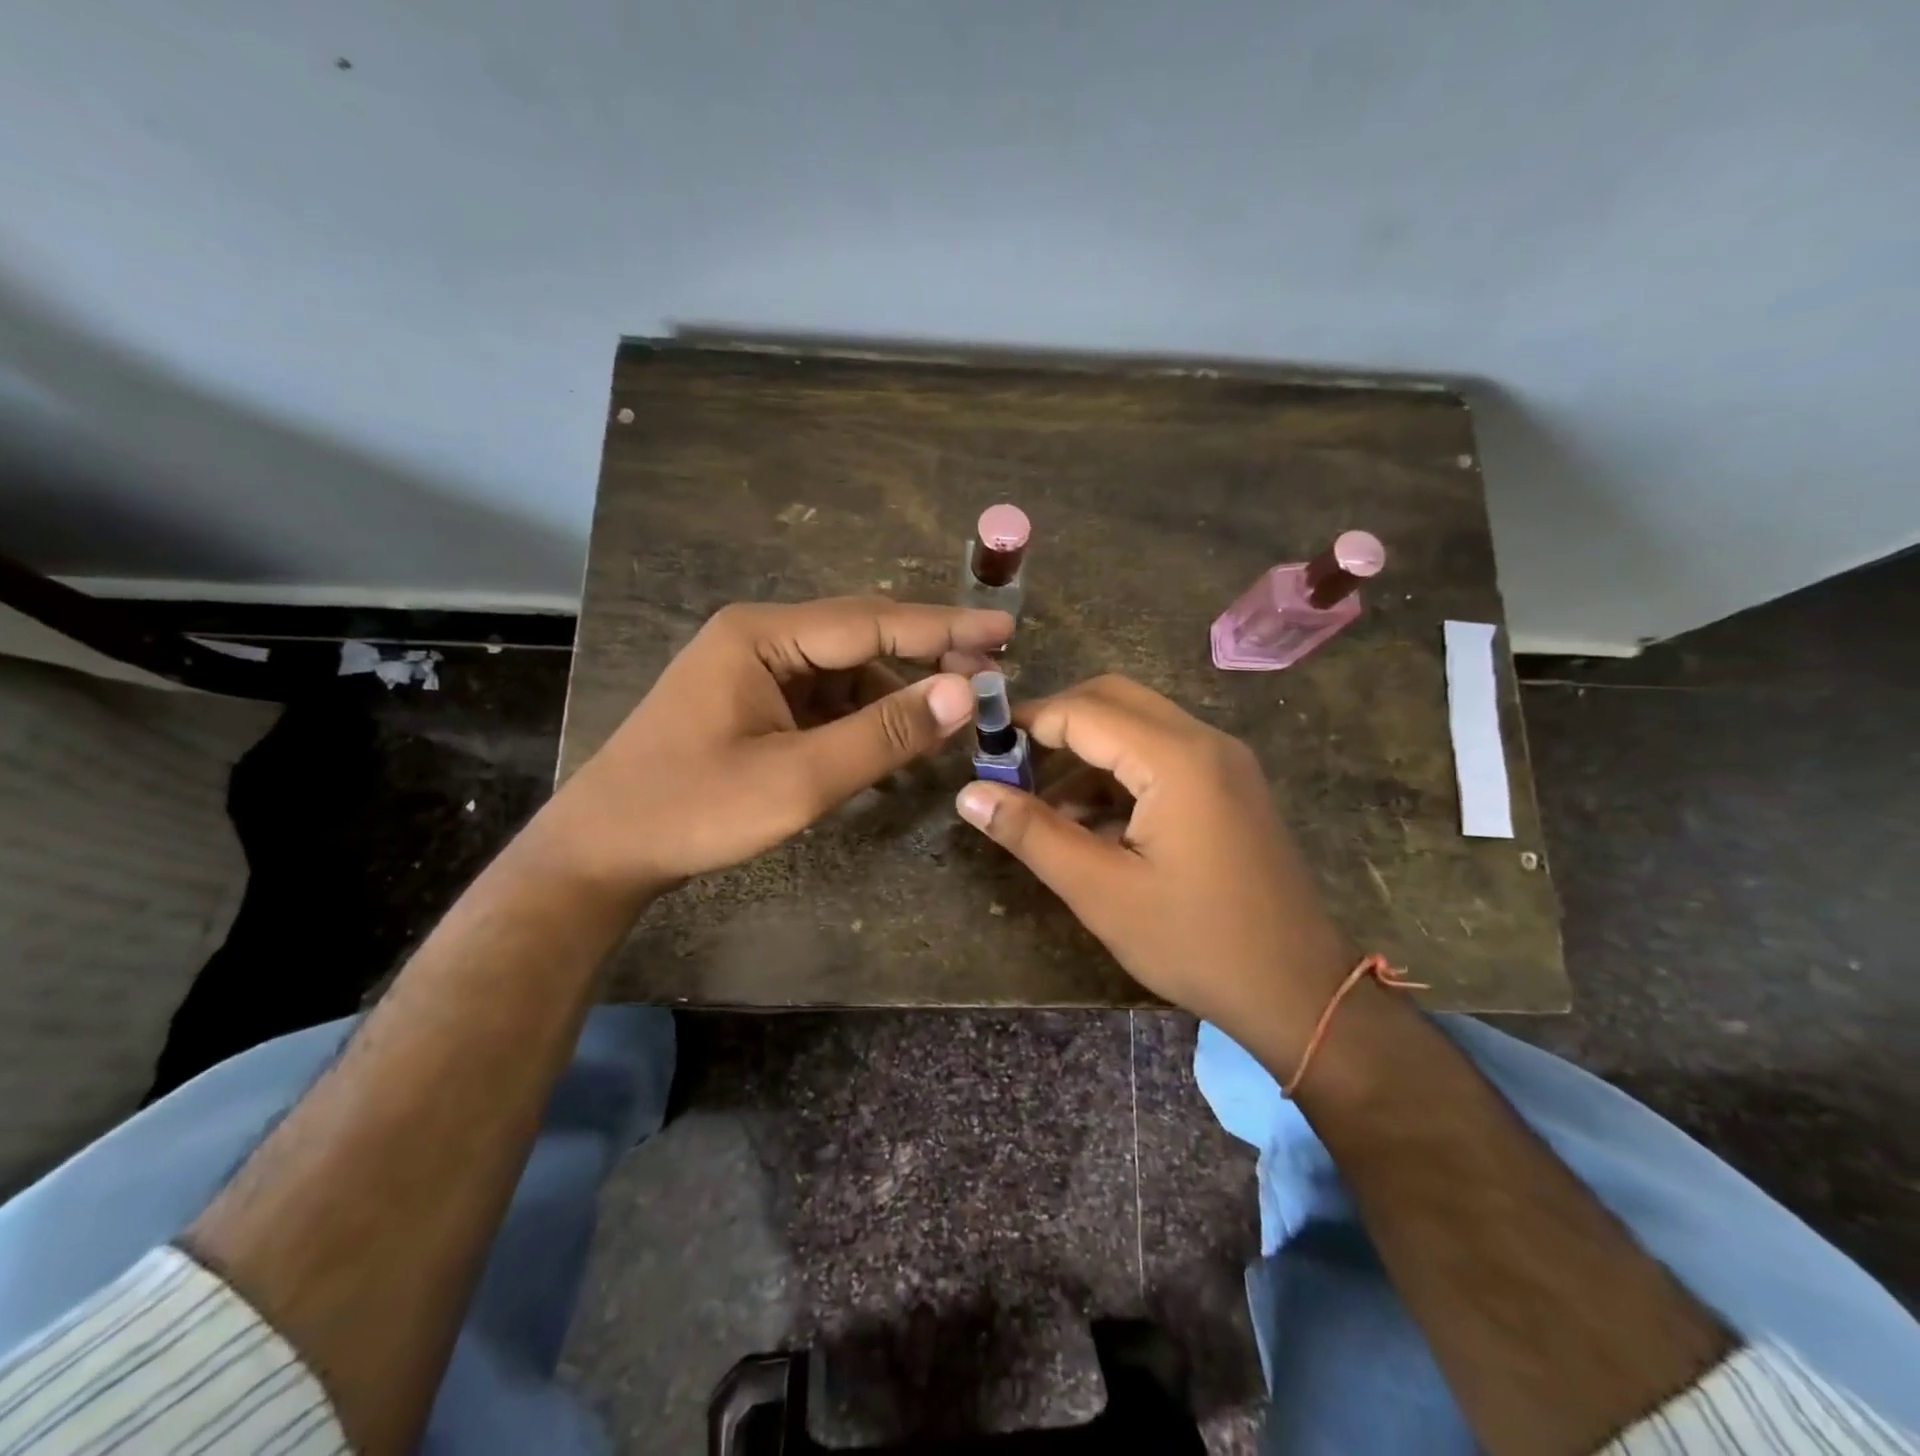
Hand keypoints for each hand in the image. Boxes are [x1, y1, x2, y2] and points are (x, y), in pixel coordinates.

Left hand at [540, 597, 1011, 905]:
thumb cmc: (693, 810)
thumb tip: (963, 693)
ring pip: (845, 671)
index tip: (1004, 630)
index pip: (872, 622)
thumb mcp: (798, 779)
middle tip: (991, 674)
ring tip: (949, 720)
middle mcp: (759, 637)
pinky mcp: (751, 703)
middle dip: (926, 656)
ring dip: (896, 695)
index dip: (944, 628)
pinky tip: (893, 745)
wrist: (601, 851)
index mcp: (762, 635)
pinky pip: (823, 699)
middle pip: (861, 637)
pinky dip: (862, 720)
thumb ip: (882, 734)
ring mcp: (753, 671)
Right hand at [954, 675, 1353, 1060]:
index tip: (982, 748)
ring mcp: (1223, 762)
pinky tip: (1091, 825)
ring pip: (1138, 726)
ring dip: (1086, 754)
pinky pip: (1161, 755)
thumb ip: (1032, 834)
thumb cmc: (1196, 942)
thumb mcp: (1101, 892)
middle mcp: (1205, 741)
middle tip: (1011, 766)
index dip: (1028, 722)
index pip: (1084, 711)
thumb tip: (969, 794)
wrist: (1298, 990)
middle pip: (1114, 700)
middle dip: (1057, 726)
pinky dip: (1118, 775)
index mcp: (1177, 759)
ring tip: (1044, 810)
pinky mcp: (1228, 785)